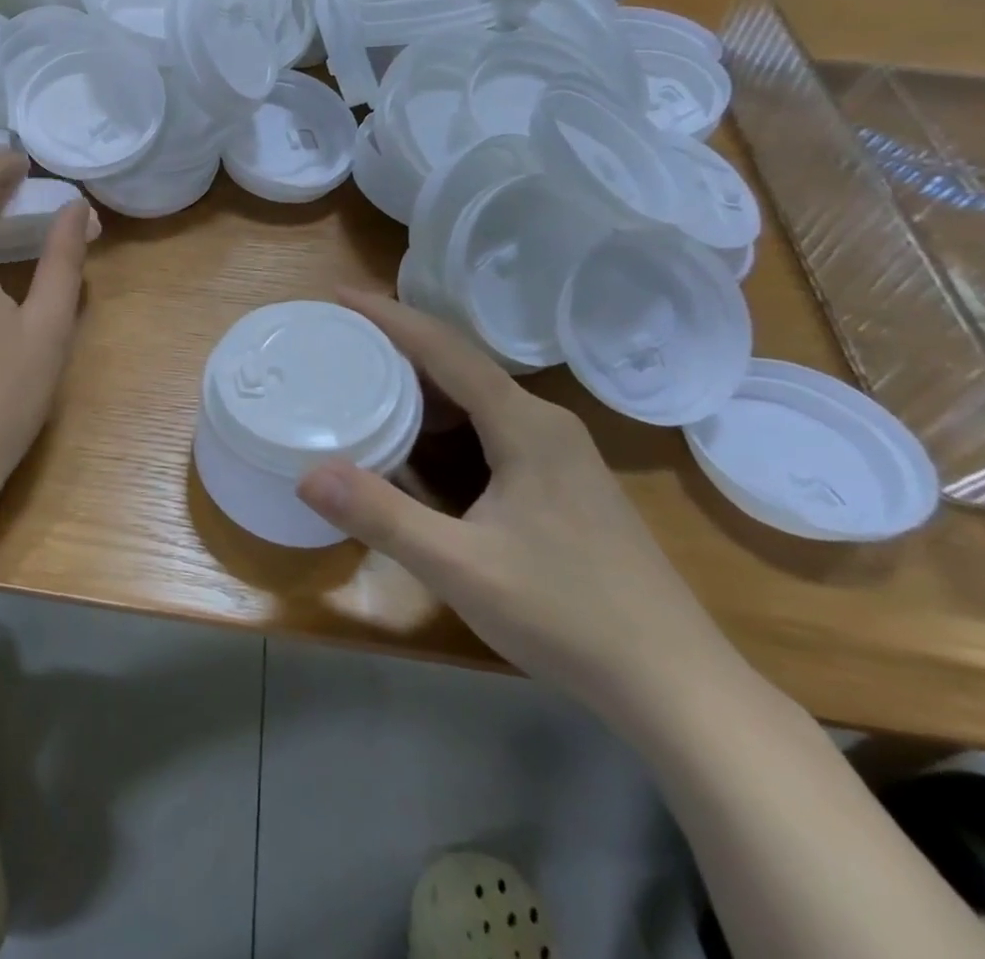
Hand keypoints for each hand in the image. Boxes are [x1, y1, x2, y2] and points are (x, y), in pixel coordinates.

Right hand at [296, 288, 739, 725]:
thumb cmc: (569, 617)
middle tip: (338, 340)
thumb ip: (382, 516)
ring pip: (476, 397)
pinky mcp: (561, 483)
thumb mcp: (460, 567)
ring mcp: (559, 454)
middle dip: (397, 345)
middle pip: (459, 365)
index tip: (338, 296)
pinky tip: (415, 442)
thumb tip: (306, 473)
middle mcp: (544, 424)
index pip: (445, 349)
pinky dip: (443, 420)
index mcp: (525, 425)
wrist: (678, 687)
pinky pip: (489, 426)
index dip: (389, 317)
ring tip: (363, 380)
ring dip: (419, 384)